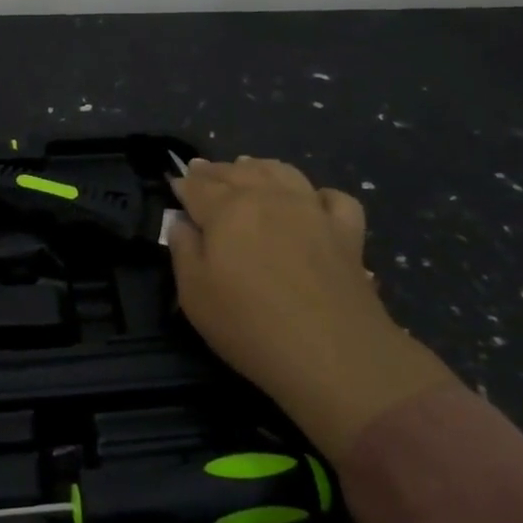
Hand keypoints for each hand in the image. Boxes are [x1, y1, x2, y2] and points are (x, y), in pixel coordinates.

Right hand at [168, 157, 453, 458]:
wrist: (332, 354)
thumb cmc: (249, 325)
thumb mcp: (194, 294)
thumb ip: (182, 249)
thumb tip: (180, 221)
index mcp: (227, 208)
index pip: (197, 185)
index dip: (184, 183)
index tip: (176, 183)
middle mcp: (268, 197)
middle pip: (236, 171)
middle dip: (215, 171)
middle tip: (203, 172)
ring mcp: (312, 209)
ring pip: (282, 172)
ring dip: (259, 168)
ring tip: (248, 170)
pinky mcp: (347, 231)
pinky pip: (333, 197)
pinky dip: (318, 194)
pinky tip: (311, 203)